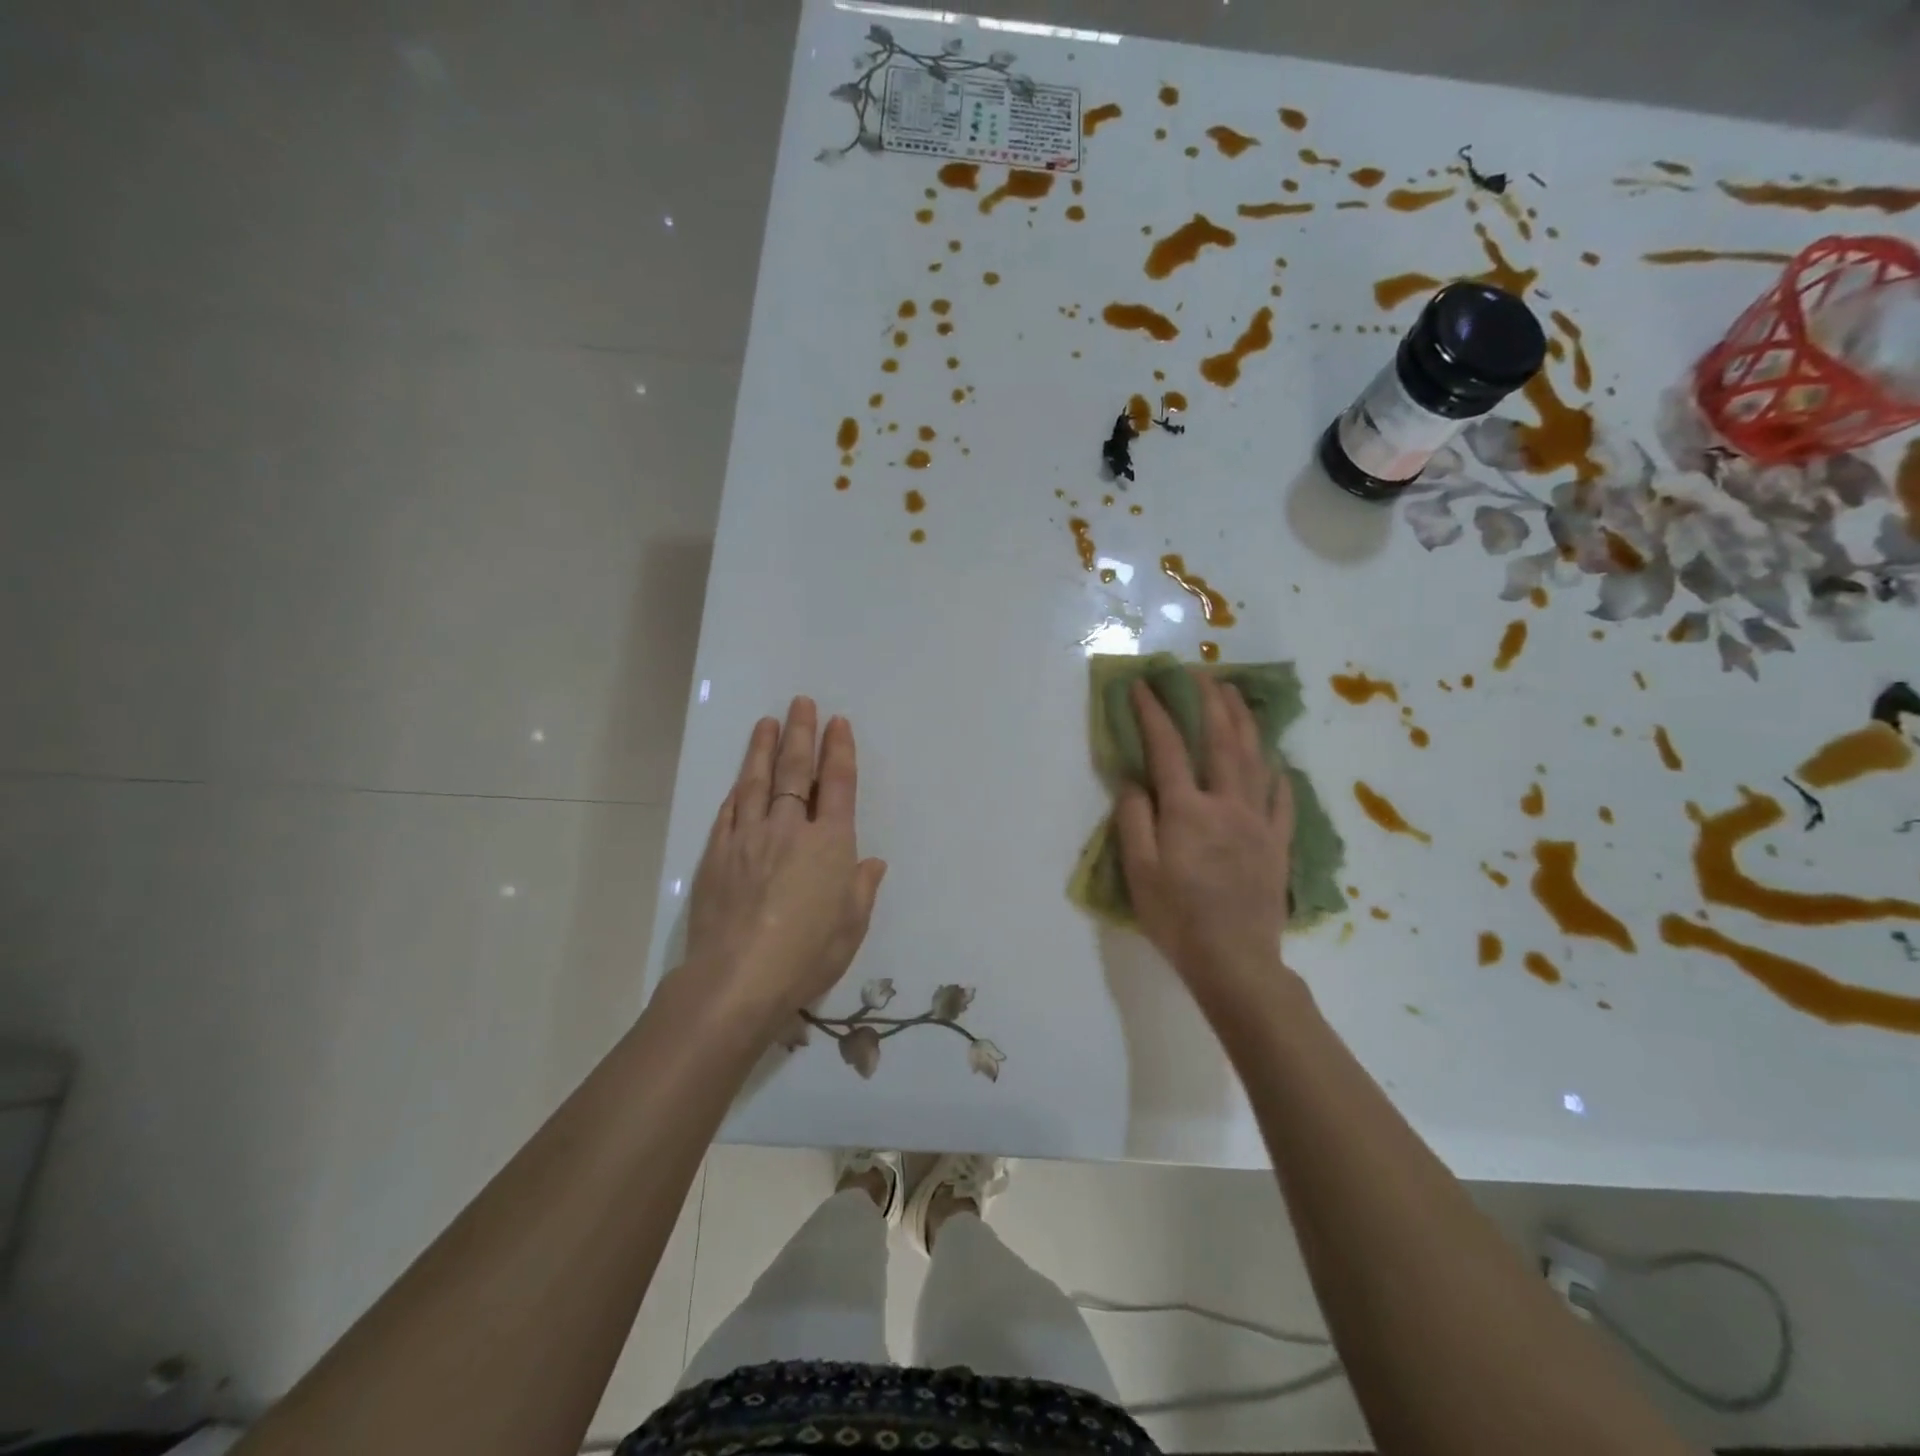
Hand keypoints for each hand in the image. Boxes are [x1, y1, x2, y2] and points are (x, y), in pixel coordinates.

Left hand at [681, 697, 886, 1038]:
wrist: (737, 978)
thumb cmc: (807, 955)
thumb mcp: (851, 927)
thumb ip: (861, 889)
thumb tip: (871, 863)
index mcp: (829, 844)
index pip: (836, 784)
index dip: (838, 750)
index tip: (837, 723)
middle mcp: (789, 829)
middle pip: (795, 771)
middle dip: (801, 734)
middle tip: (801, 703)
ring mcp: (748, 838)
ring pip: (756, 782)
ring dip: (763, 749)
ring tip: (767, 722)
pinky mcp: (716, 855)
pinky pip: (729, 812)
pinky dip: (737, 792)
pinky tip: (739, 780)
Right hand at [1115, 673, 1296, 1014]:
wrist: (1234, 961)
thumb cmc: (1177, 918)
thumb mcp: (1139, 871)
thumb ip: (1134, 819)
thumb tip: (1134, 780)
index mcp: (1187, 810)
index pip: (1167, 748)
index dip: (1154, 712)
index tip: (1142, 685)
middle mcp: (1226, 804)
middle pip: (1221, 740)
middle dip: (1209, 700)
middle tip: (1200, 672)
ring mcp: (1258, 821)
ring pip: (1255, 758)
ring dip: (1244, 721)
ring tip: (1236, 695)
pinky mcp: (1277, 843)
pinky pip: (1281, 798)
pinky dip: (1277, 773)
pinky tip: (1275, 761)